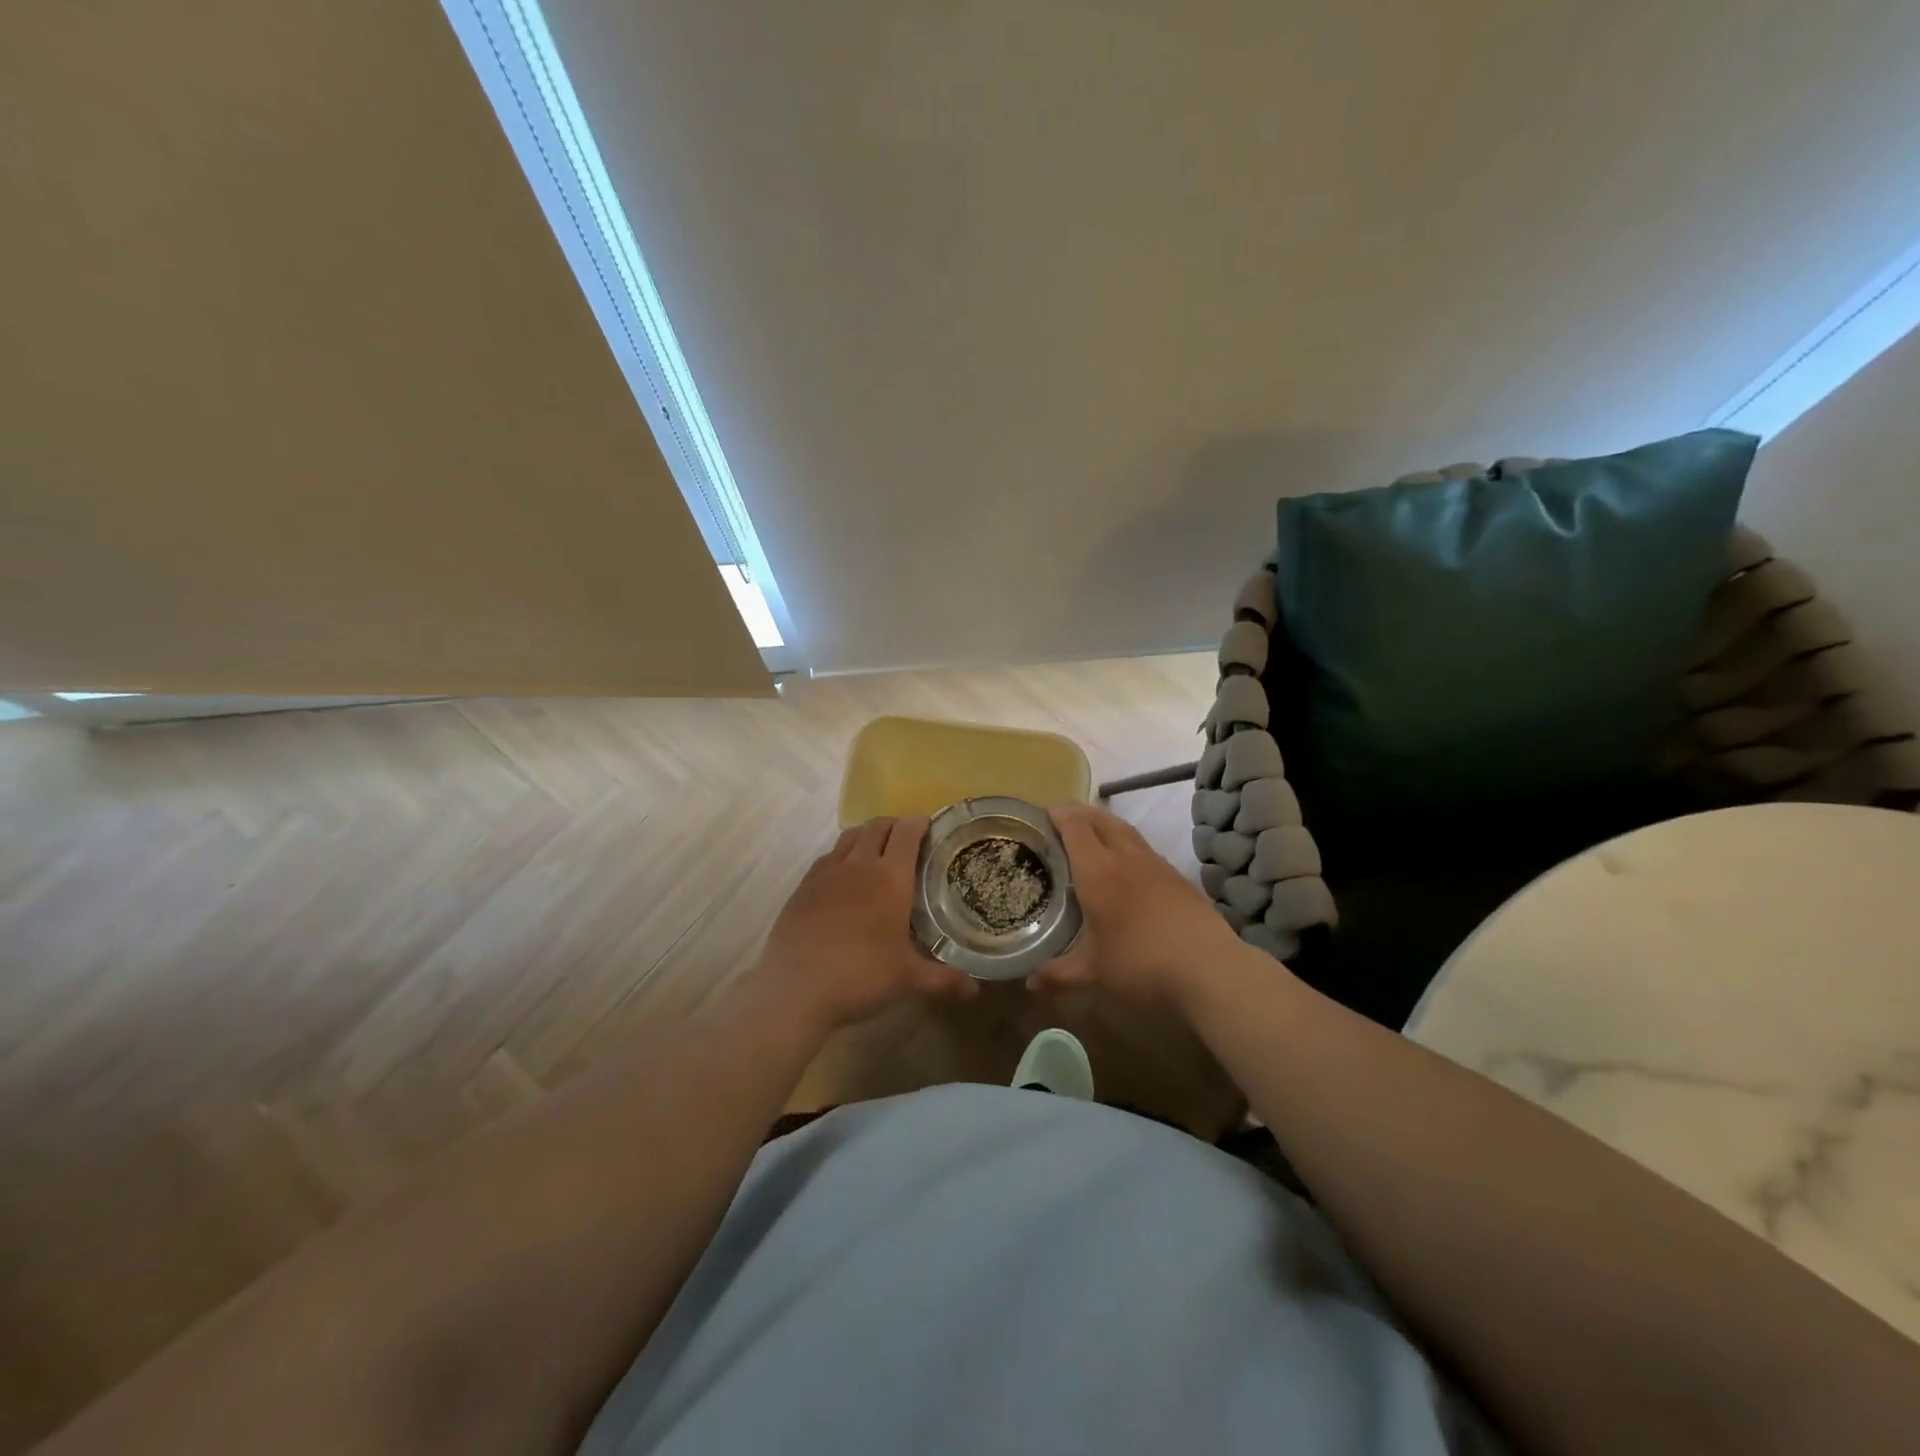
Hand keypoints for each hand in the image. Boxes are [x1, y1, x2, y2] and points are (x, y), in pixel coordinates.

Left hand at [754, 816, 977, 1030]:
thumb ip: (944, 980)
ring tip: (876, 852)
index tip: (929, 825)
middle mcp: (859, 865)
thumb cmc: (860, 976)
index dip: (920, 823)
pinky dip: (841, 856)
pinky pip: (827, 857)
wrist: (795, 988)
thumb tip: (975, 991)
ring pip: (849, 836)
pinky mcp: (803, 886)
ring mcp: (826, 873)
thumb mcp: (908, 980)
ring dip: (866, 835)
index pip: (907, 833)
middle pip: (877, 826)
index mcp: (890, 878)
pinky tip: (843, 878)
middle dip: (894, 826)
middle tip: (906, 840)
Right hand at [1031, 801, 1250, 1005]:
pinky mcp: (1177, 877)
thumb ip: (1058, 975)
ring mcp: (1156, 865)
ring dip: (1104, 824)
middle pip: (1100, 819)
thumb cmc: (1141, 965)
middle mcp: (1126, 858)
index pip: (1075, 827)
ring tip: (1091, 835)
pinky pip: (1144, 848)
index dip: (1057, 814)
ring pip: (1125, 830)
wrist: (1209, 969)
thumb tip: (1028, 984)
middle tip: (1061, 819)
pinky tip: (1126, 865)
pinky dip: (1126, 844)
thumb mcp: (1093, 973)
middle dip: (1079, 813)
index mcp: (1098, 871)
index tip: (1041, 814)